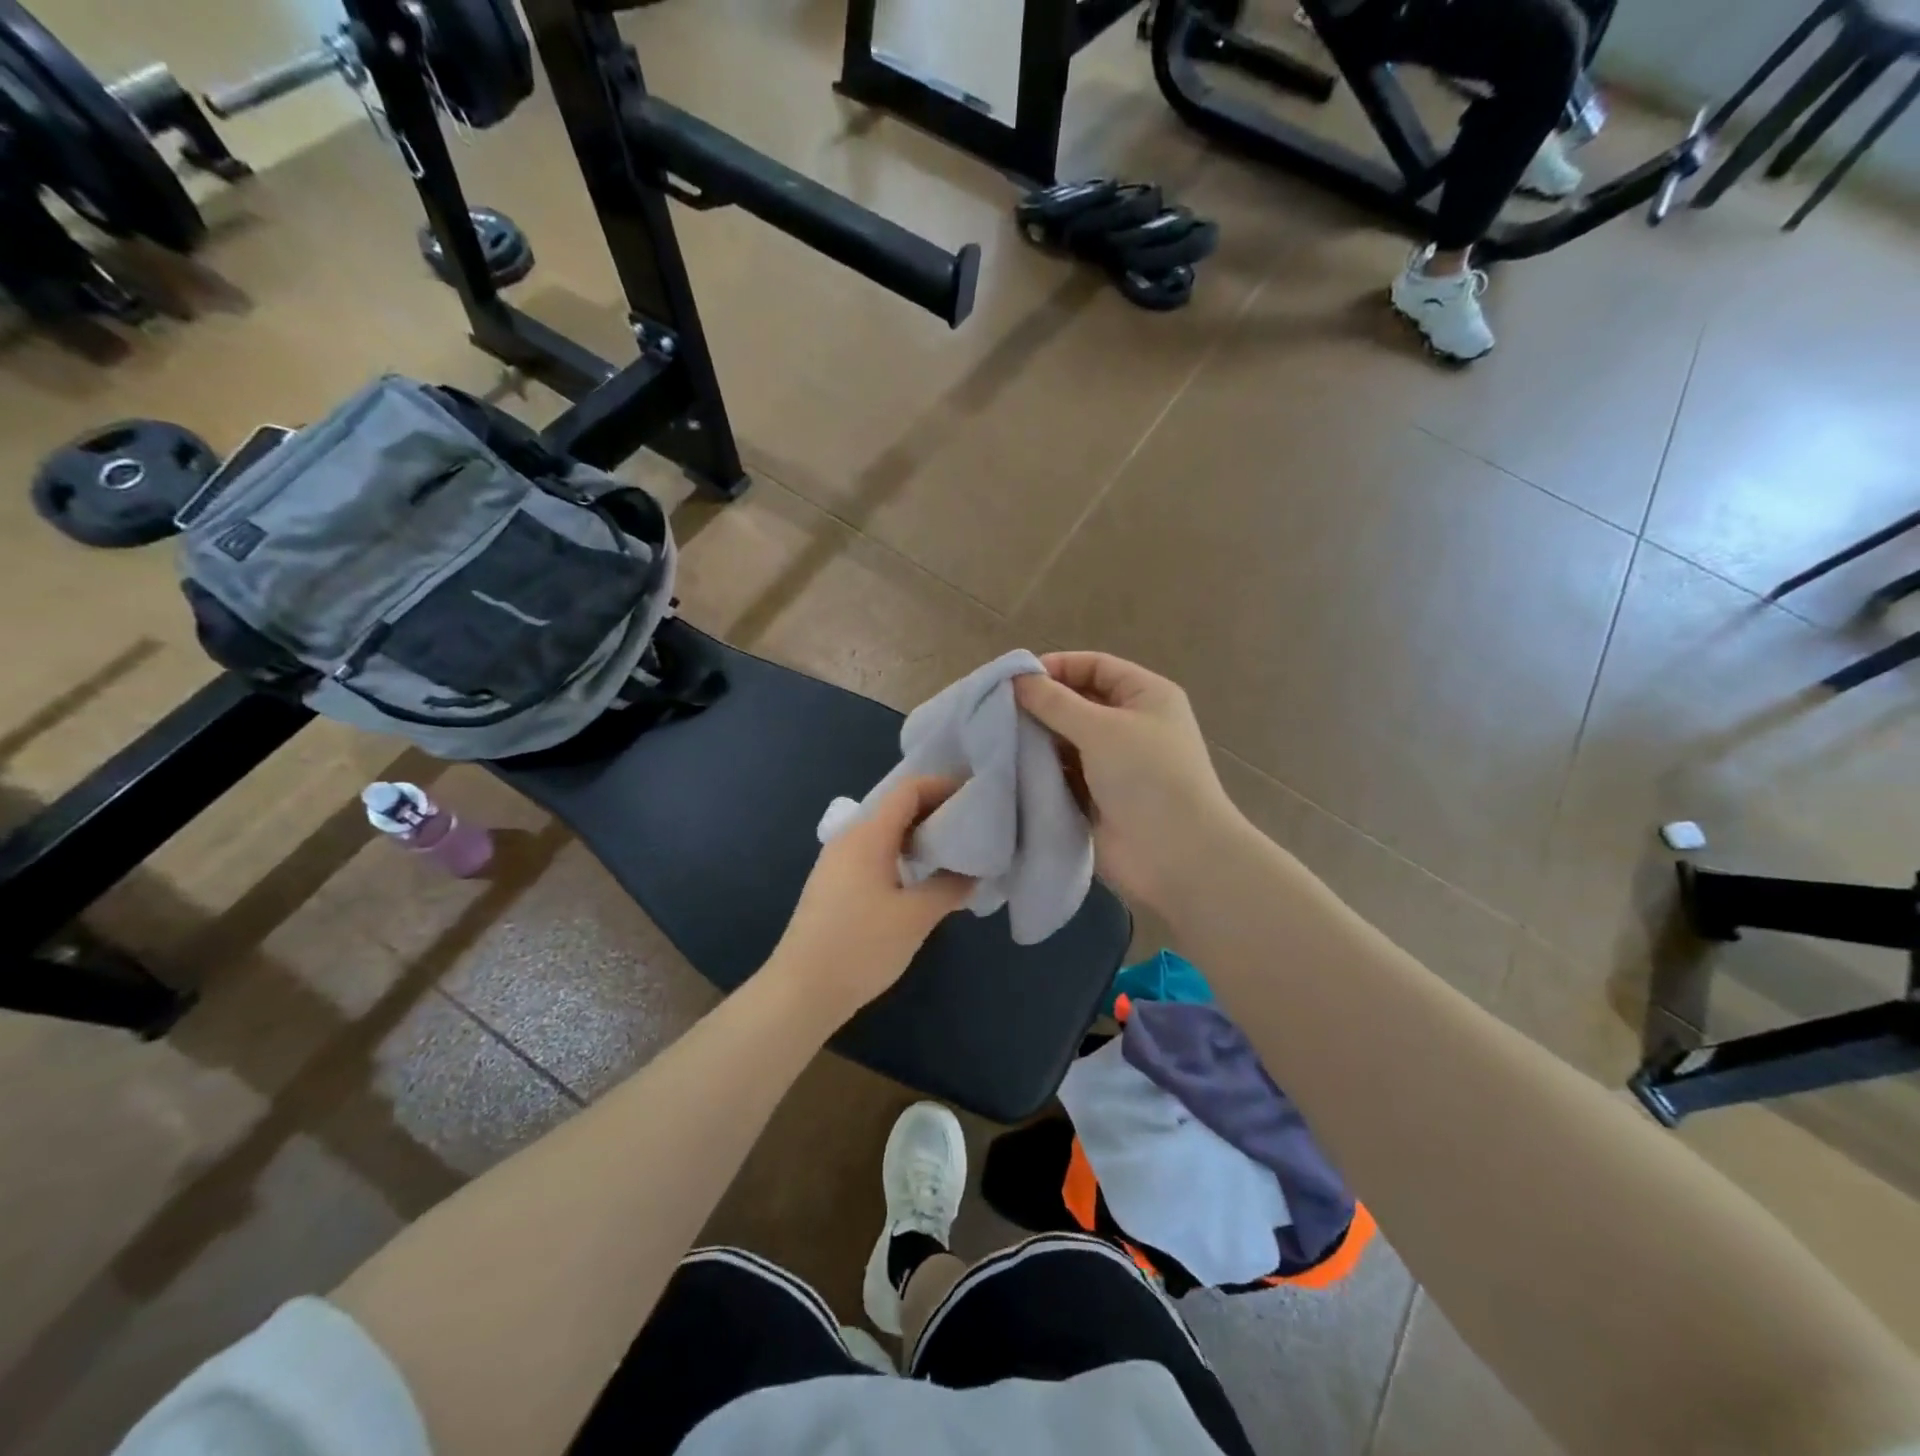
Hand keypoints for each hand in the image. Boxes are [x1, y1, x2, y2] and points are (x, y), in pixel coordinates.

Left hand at [770, 776, 974, 1020]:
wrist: (801, 991)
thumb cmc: (861, 947)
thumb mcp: (916, 917)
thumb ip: (949, 887)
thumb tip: (972, 872)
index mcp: (868, 835)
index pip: (908, 789)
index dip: (943, 786)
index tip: (975, 796)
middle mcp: (849, 838)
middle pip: (896, 807)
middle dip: (935, 810)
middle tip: (972, 825)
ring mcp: (838, 861)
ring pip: (885, 832)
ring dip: (919, 835)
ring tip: (953, 851)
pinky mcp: (834, 884)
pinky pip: (875, 853)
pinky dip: (902, 854)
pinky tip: (922, 878)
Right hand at [1014, 652, 1242, 911]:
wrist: (1176, 856)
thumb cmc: (1147, 777)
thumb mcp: (1102, 728)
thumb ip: (1055, 702)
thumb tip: (1017, 678)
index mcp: (1145, 696)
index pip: (1095, 666)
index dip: (1057, 667)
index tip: (1014, 680)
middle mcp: (1131, 725)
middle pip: (1078, 703)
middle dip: (1041, 706)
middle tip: (996, 711)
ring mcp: (1114, 764)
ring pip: (1066, 741)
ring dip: (1037, 740)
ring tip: (997, 740)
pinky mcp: (1097, 798)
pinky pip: (1063, 775)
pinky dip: (1041, 771)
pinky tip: (1010, 769)